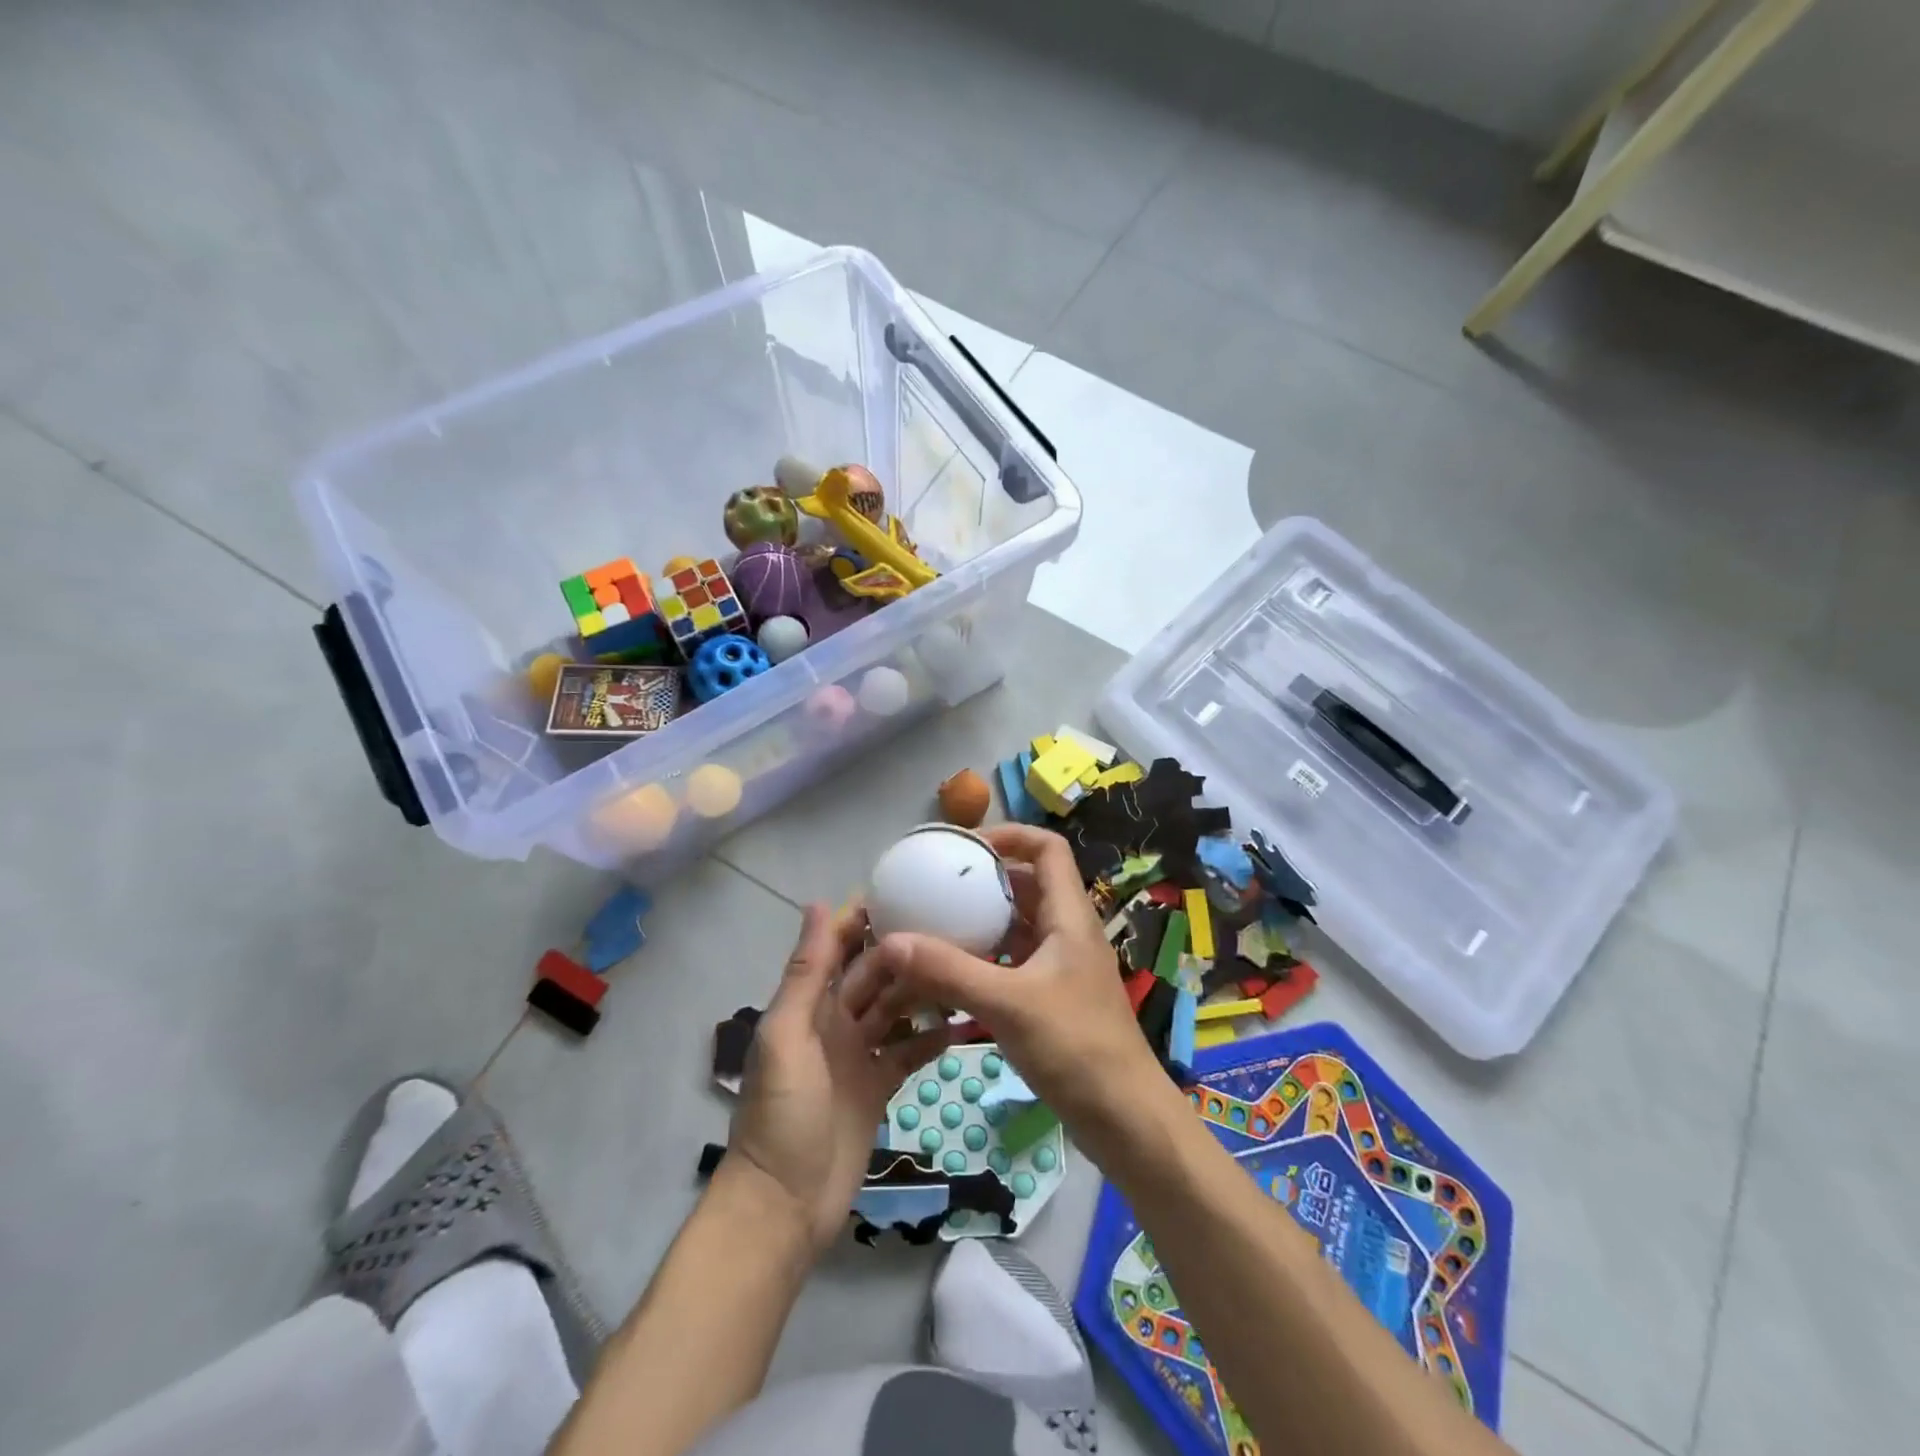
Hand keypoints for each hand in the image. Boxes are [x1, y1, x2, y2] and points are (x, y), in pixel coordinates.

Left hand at [727, 902, 954, 1255]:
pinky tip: (963, 1022)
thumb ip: (805, 973)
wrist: (785, 1205)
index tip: (906, 888)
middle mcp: (835, 1021)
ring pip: (896, 1009)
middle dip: (905, 950)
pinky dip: (932, 1038)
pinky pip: (908, 1051)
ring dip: (924, 990)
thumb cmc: (782, 1113)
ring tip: (966, 966)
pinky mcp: (879, 1086)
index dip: (864, 918)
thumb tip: (816, 903)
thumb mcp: (788, 1035)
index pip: (838, 947)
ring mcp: (858, 1054)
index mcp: (809, 1004)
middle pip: (874, 975)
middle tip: (955, 926)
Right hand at [866, 825, 1163, 1152]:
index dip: (1010, 835)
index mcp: (1069, 916)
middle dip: (986, 879)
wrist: (1125, 1119)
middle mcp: (1068, 932)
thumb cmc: (1076, 1048)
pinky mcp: (1055, 997)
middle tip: (938, 887)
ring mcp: (1063, 966)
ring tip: (938, 924)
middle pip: (1029, 884)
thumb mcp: (1007, 1004)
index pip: (1047, 848)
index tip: (965, 849)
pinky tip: (954, 973)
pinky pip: (1016, 960)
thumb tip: (891, 940)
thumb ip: (948, 971)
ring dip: (984, 920)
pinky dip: (987, 956)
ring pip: (1021, 924)